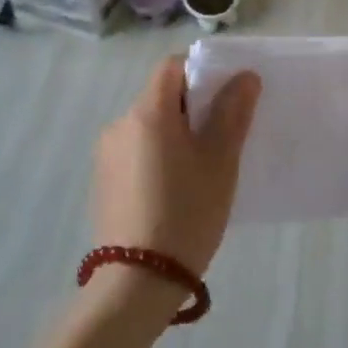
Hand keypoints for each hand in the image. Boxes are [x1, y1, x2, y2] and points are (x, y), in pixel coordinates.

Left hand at [90, 56, 261, 284]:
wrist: (138, 281)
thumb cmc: (187, 211)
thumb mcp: (220, 161)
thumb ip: (232, 112)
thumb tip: (244, 76)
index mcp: (147, 112)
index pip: (172, 67)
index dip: (201, 72)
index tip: (225, 99)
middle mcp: (120, 124)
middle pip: (160, 97)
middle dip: (192, 109)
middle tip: (222, 139)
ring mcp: (107, 154)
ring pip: (149, 128)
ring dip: (175, 135)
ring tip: (200, 171)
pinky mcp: (103, 182)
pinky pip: (136, 153)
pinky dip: (157, 158)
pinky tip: (174, 192)